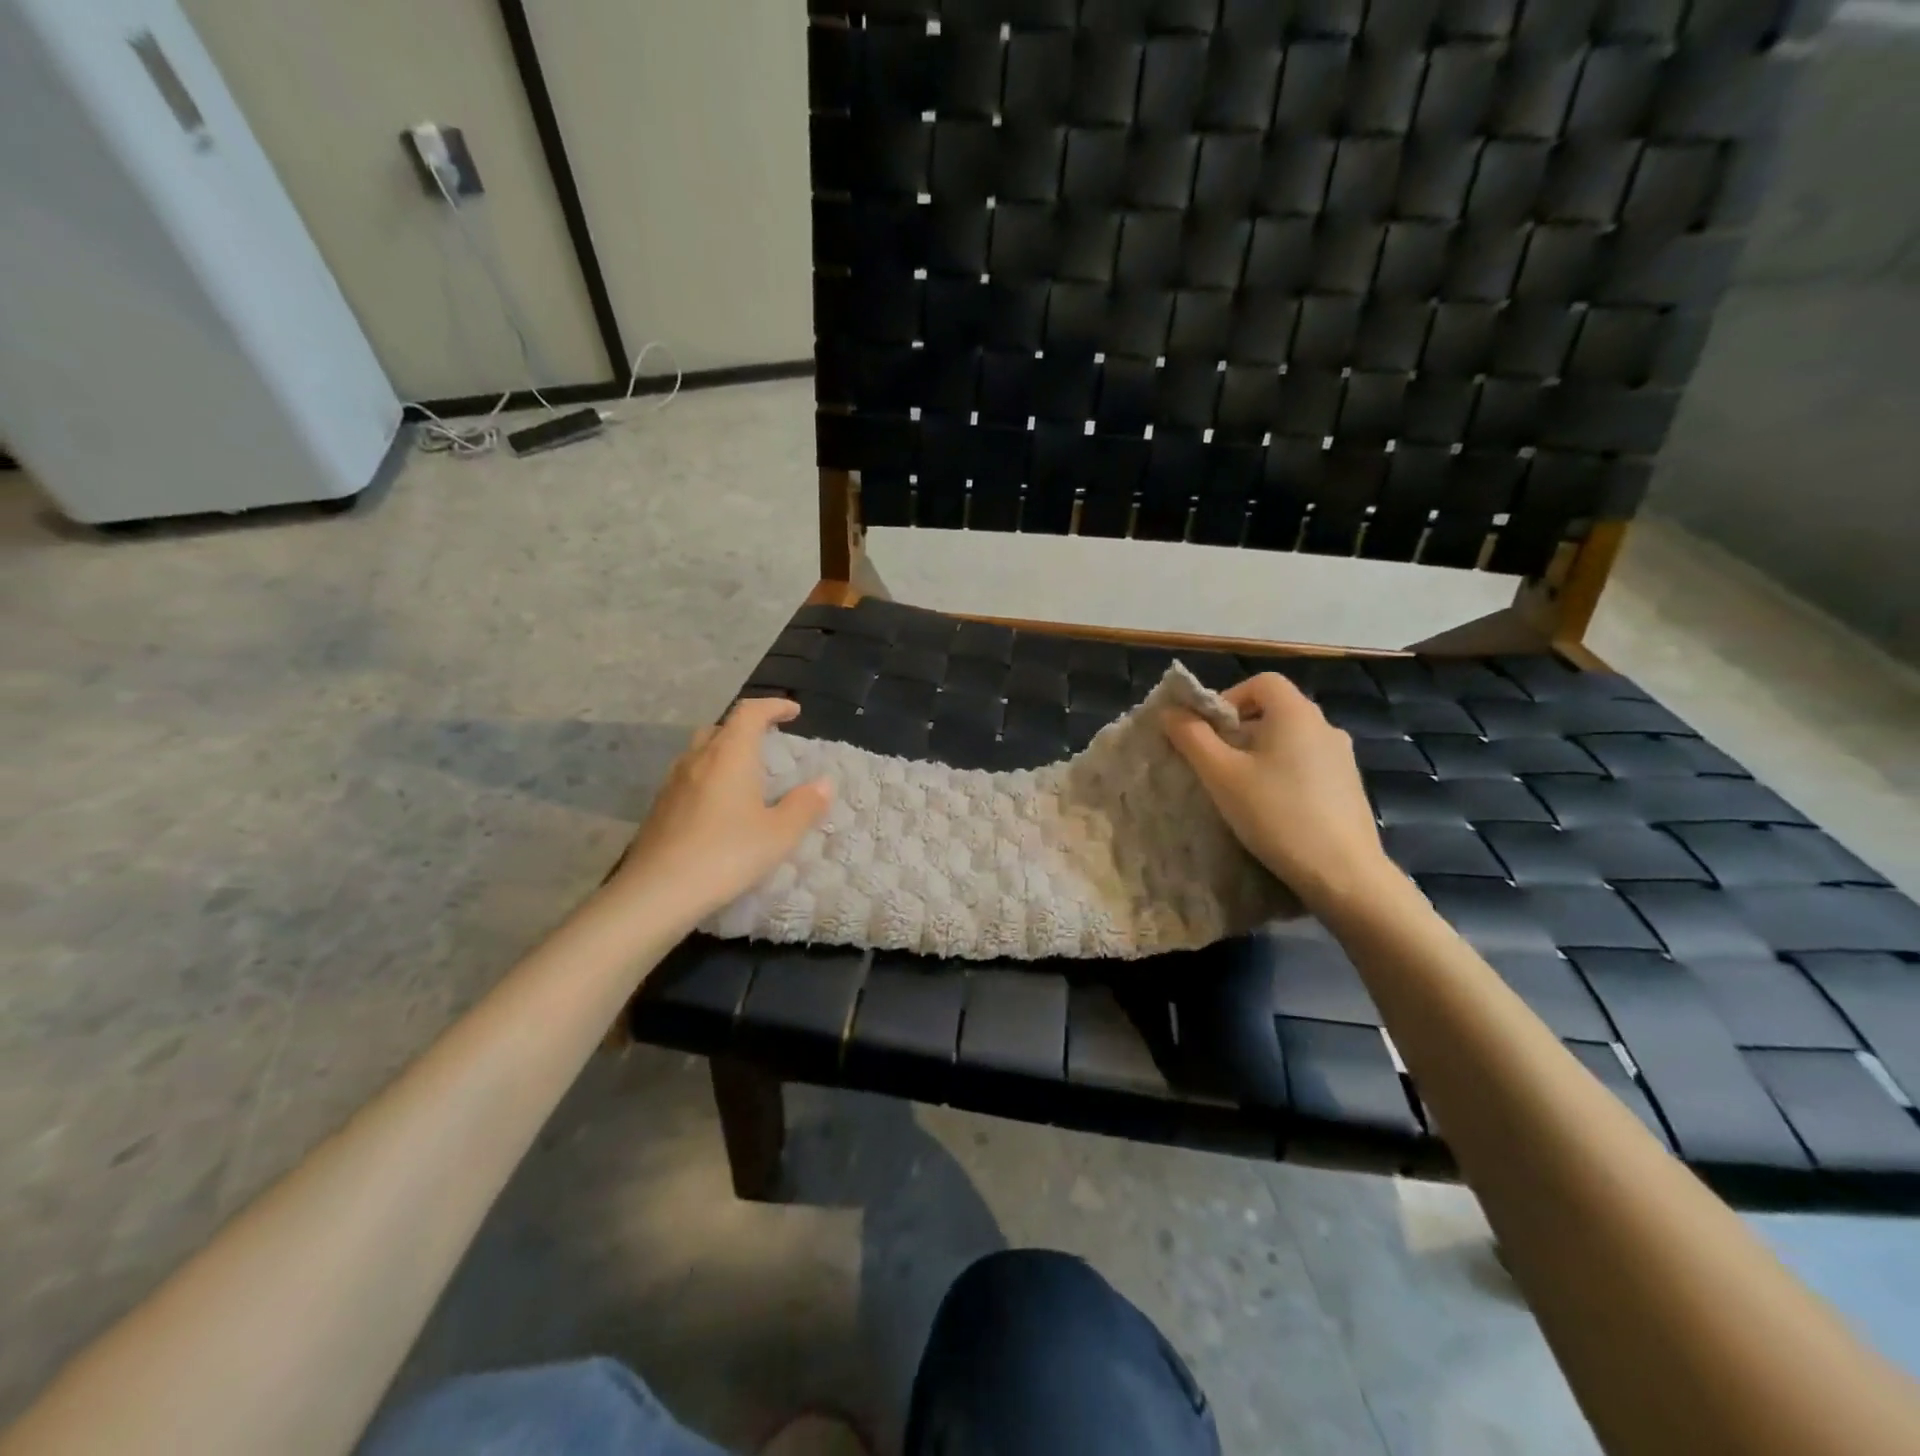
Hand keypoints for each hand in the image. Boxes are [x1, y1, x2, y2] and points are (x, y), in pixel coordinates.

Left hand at [605, 698, 831, 923]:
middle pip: (721, 728)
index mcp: (730, 754)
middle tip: (768, 744)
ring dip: (725, 754)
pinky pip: (689, 778)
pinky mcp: (659, 808)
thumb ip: (805, 805)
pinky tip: (719, 808)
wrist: (657, 892)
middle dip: (746, 729)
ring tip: (745, 777)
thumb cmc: (726, 855)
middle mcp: (698, 759)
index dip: (773, 707)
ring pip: (701, 752)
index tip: (793, 713)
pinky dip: (709, 778)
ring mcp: (673, 783)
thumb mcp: (779, 834)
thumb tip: (824, 783)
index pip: (750, 712)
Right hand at [1163, 673, 1395, 913]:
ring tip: (1241, 790)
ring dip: (1260, 754)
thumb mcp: (1221, 775)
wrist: (1343, 873)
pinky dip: (1284, 773)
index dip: (1228, 698)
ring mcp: (1342, 757)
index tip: (1208, 733)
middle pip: (1274, 710)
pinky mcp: (1349, 786)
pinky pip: (1307, 764)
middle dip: (1239, 730)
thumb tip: (1170, 711)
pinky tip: (1273, 809)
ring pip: (1290, 740)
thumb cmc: (1275, 813)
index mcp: (1296, 713)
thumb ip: (1192, 738)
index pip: (1260, 682)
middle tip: (1215, 764)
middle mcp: (1324, 725)